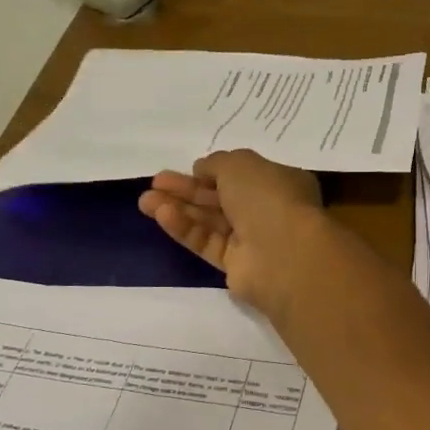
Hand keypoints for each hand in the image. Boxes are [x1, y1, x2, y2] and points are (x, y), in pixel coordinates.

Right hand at [139, 150, 324, 309]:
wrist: (284, 254)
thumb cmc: (268, 198)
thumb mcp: (240, 164)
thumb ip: (217, 163)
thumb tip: (201, 169)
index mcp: (279, 182)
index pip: (241, 175)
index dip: (213, 171)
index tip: (188, 168)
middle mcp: (267, 210)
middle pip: (220, 198)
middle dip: (187, 190)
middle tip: (155, 182)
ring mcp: (252, 240)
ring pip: (210, 221)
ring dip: (178, 208)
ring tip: (145, 200)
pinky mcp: (236, 265)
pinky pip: (207, 242)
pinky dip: (185, 229)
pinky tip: (161, 215)